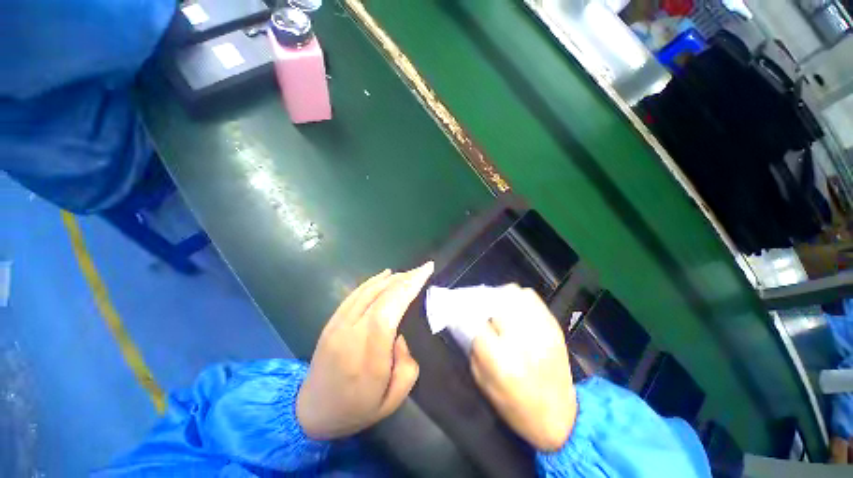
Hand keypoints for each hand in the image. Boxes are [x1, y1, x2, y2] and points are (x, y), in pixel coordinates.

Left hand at [296, 262, 433, 439]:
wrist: (311, 412)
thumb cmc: (356, 409)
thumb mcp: (393, 399)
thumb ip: (407, 364)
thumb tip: (400, 336)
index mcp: (367, 356)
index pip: (388, 310)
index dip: (408, 287)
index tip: (426, 271)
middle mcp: (350, 334)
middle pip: (380, 295)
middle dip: (405, 278)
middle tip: (423, 269)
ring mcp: (338, 324)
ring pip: (367, 290)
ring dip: (391, 278)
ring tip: (409, 272)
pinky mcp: (332, 321)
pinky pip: (355, 293)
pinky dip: (373, 281)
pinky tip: (385, 275)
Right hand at [470, 285, 576, 451]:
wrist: (559, 418)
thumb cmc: (514, 406)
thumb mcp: (482, 381)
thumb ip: (473, 347)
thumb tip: (467, 321)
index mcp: (502, 359)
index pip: (475, 320)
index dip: (465, 312)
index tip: (459, 310)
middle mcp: (522, 340)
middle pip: (495, 301)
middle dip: (482, 303)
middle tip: (479, 310)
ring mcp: (541, 330)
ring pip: (514, 293)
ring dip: (500, 297)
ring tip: (498, 309)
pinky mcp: (553, 326)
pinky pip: (531, 297)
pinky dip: (518, 298)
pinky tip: (515, 310)